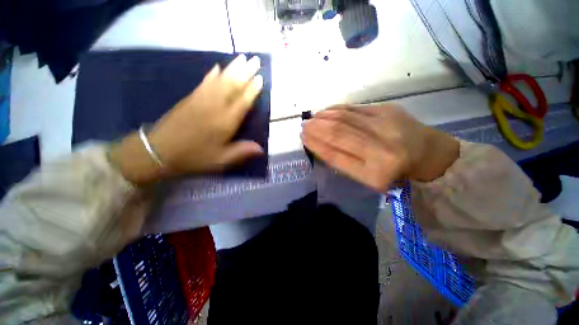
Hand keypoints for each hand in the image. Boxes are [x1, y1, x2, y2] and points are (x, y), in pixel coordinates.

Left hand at [110, 54, 263, 184]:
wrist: (159, 152)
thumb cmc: (194, 157)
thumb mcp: (221, 160)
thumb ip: (241, 152)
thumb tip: (261, 149)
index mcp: (225, 122)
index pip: (242, 102)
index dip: (252, 90)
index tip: (260, 77)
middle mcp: (215, 107)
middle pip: (232, 85)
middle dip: (245, 72)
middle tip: (255, 59)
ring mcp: (201, 100)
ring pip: (220, 80)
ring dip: (232, 68)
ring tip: (242, 57)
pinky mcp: (190, 98)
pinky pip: (204, 82)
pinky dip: (212, 74)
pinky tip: (217, 67)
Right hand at [302, 104, 458, 191]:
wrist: (426, 153)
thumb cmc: (393, 172)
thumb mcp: (366, 177)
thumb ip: (342, 162)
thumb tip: (318, 144)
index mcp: (374, 174)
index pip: (335, 156)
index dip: (316, 146)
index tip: (303, 138)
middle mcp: (381, 150)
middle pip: (338, 134)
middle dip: (316, 129)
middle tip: (303, 126)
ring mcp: (386, 126)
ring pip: (344, 118)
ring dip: (323, 118)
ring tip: (311, 119)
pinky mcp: (388, 109)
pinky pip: (354, 108)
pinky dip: (336, 109)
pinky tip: (326, 111)